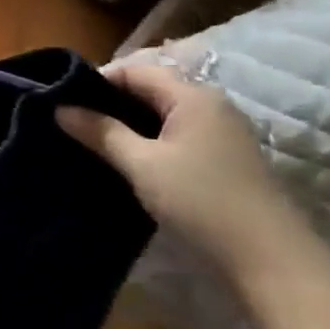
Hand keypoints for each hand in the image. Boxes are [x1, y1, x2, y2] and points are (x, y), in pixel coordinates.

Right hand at [57, 61, 307, 282]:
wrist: (269, 258)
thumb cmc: (199, 201)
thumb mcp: (141, 164)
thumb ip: (100, 132)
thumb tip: (60, 108)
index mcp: (193, 96)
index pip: (135, 69)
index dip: (97, 80)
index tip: (64, 102)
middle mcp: (211, 104)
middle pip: (150, 87)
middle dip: (110, 101)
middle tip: (73, 121)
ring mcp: (222, 131)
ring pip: (163, 111)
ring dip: (128, 121)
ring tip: (92, 139)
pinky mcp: (224, 156)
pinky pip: (176, 132)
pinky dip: (148, 137)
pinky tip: (128, 158)